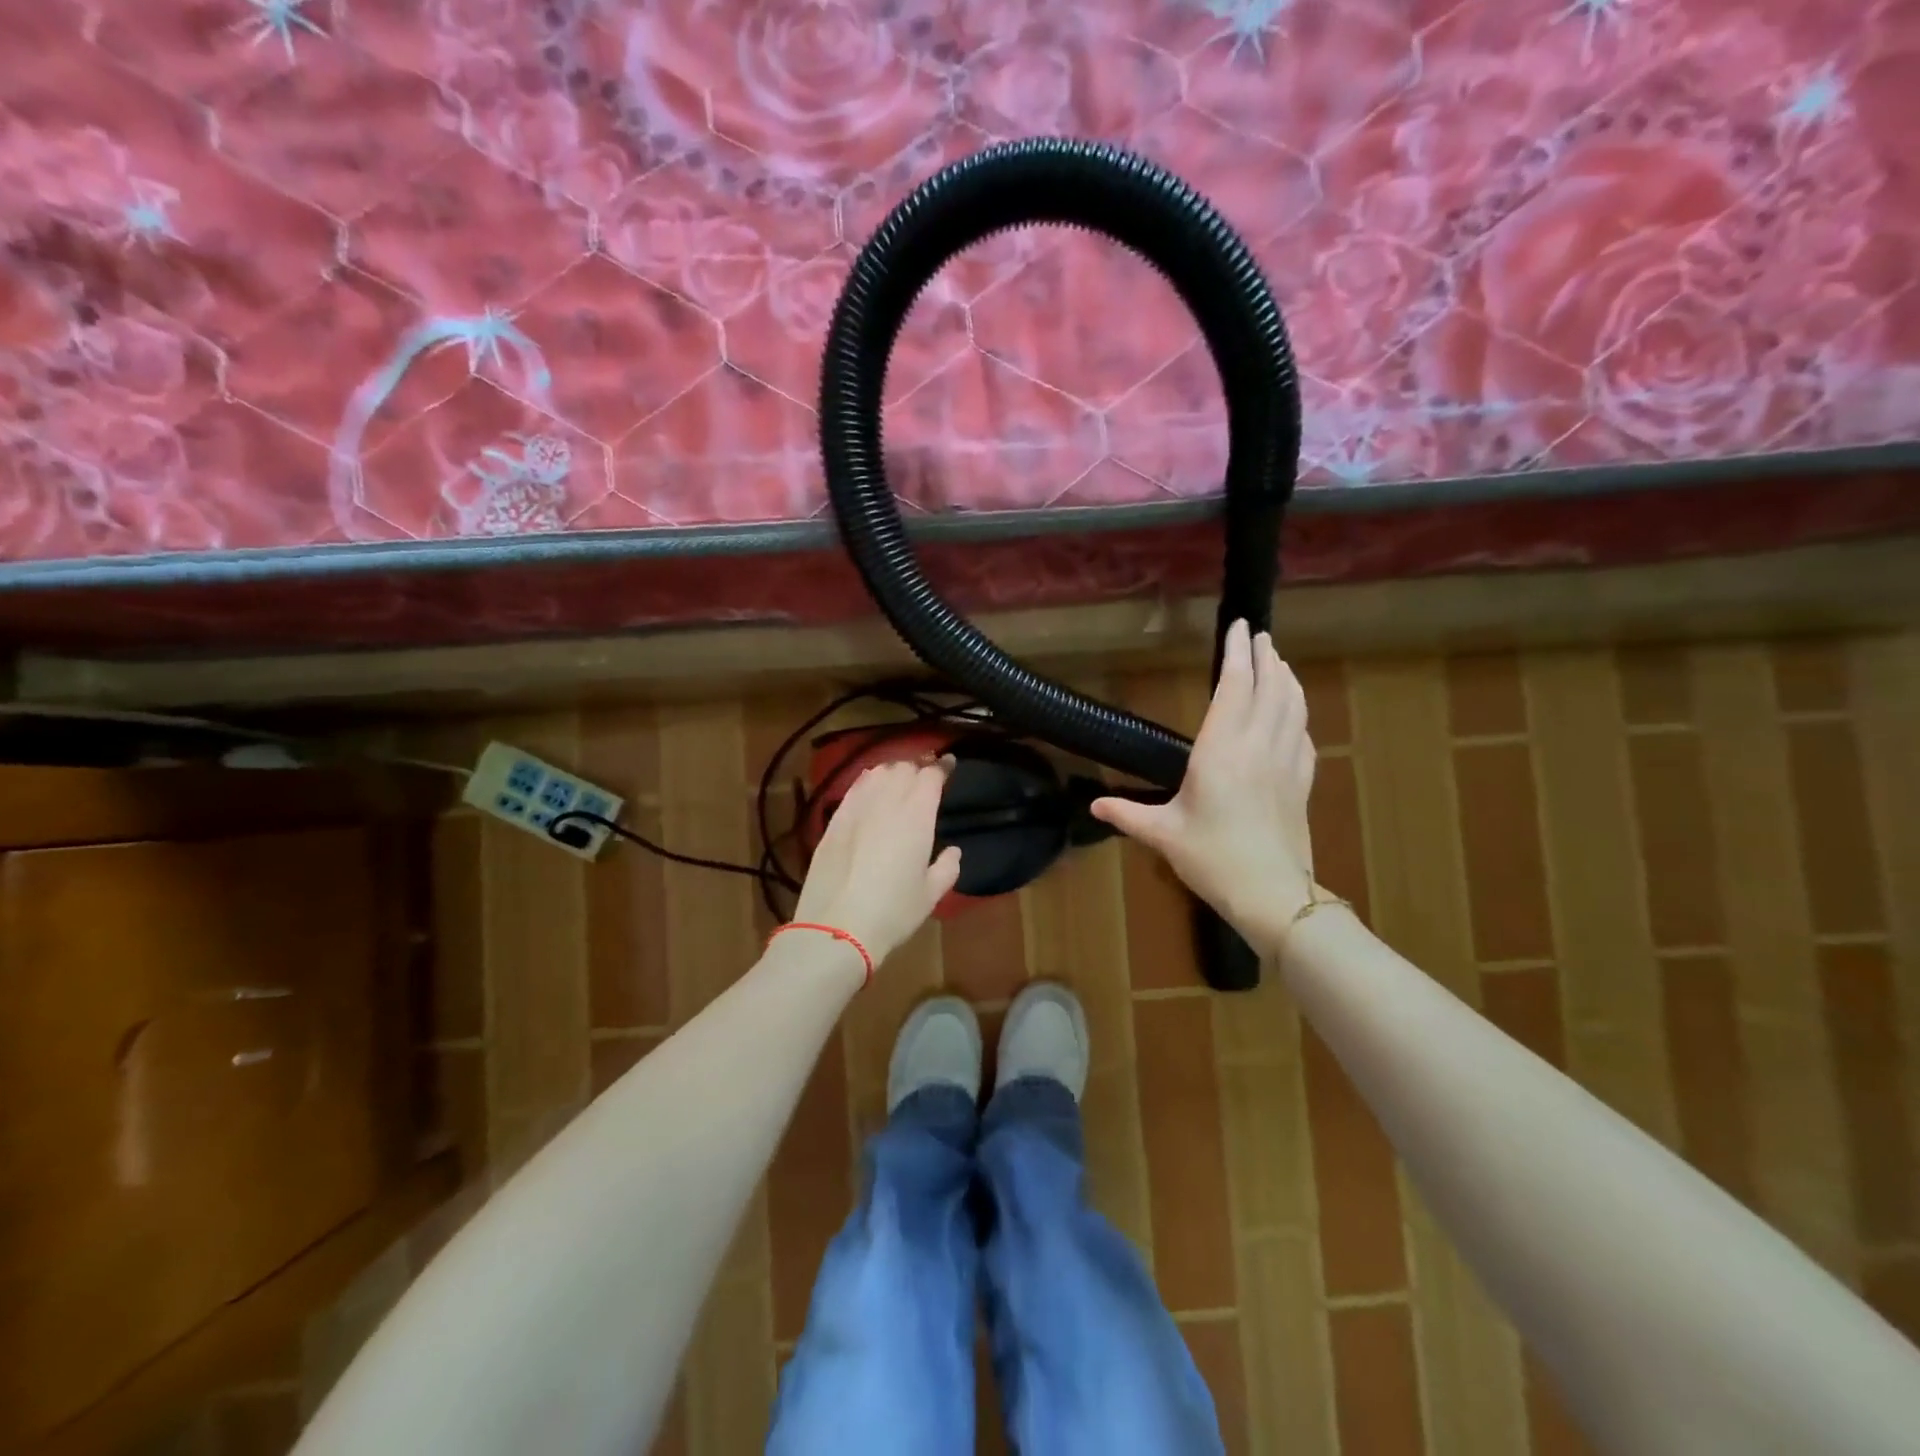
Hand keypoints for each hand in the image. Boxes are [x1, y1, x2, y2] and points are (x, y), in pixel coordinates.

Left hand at [790, 758, 962, 966]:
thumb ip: (947, 868)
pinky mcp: (834, 820)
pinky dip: (867, 783)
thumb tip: (953, 852)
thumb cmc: (893, 912)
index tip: (949, 766)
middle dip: (917, 769)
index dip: (942, 767)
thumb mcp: (930, 895)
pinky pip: (854, 788)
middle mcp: (887, 802)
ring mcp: (856, 808)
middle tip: (924, 779)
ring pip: (877, 773)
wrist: (837, 927)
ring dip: (892, 772)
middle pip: (904, 768)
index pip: (931, 776)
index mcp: (917, 816)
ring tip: (898, 782)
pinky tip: (870, 791)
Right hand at [1091, 620, 1317, 952]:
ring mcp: (1286, 762)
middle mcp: (1257, 746)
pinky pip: (1304, 733)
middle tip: (1259, 635)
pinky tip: (1294, 712)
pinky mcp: (1302, 781)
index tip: (1239, 626)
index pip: (1234, 687)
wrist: (1271, 893)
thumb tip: (1093, 805)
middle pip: (1269, 687)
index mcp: (1220, 751)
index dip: (1237, 653)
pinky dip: (1299, 712)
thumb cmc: (1212, 859)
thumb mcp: (1163, 834)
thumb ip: (1128, 814)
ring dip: (1285, 678)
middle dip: (1264, 656)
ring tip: (1277, 660)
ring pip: (1292, 706)